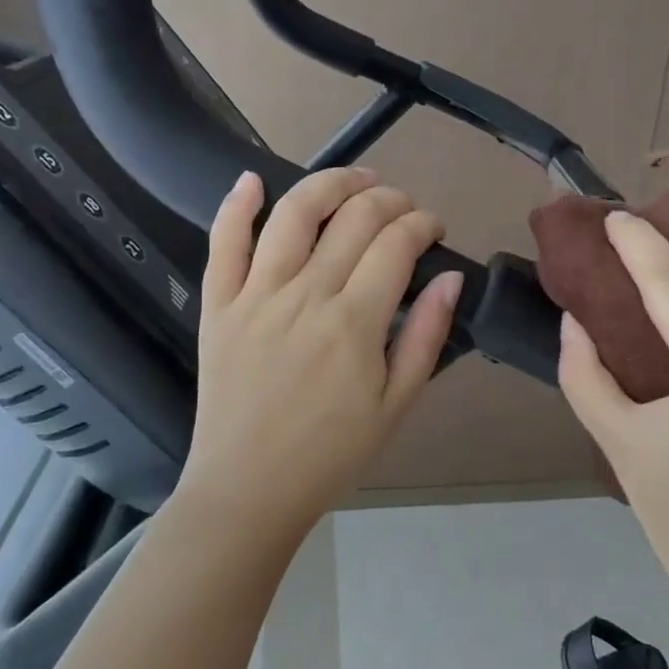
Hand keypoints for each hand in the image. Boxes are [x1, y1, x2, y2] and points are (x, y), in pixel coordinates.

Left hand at [178, 167, 463, 534]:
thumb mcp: (397, 405)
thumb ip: (426, 337)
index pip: (397, 245)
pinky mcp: (218, 305)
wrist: (249, 489)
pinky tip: (253, 179)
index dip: (422, 224)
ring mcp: (256, 295)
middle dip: (389, 200)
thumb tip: (450, 278)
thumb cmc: (331, 454)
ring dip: (330, 184)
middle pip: (354, 218)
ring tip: (356, 179)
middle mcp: (306, 295)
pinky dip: (237, 205)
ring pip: (294, 214)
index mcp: (354, 323)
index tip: (434, 229)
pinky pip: (223, 243)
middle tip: (404, 208)